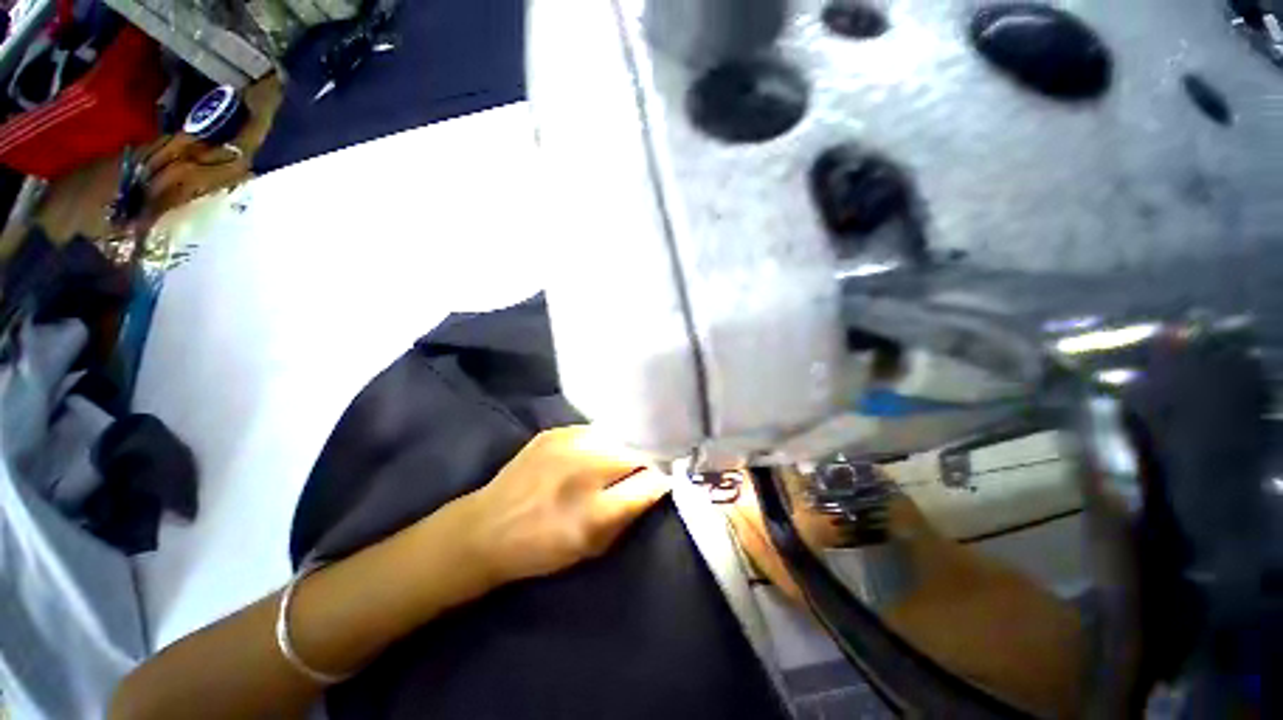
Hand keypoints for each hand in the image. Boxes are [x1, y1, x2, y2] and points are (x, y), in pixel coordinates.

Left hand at [462, 426, 670, 584]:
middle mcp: (584, 469)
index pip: (652, 481)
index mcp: (595, 511)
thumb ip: (630, 513)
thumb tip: (659, 483)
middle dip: (652, 454)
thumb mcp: (594, 546)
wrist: (485, 528)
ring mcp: (568, 443)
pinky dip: (604, 440)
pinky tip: (597, 450)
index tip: (673, 473)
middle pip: (638, 449)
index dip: (666, 476)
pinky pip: (595, 431)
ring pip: (619, 435)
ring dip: (628, 444)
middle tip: (654, 460)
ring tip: (628, 452)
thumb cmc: (542, 548)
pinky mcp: (555, 431)